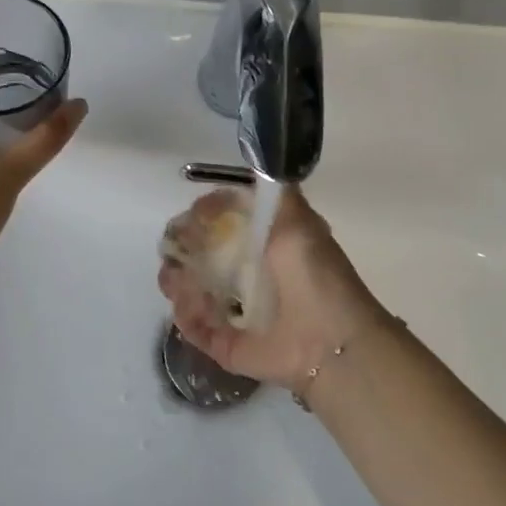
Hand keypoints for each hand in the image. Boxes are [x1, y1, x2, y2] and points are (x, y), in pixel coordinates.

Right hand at [157, 184, 389, 391]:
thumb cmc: (315, 278)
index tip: (196, 214)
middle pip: (193, 254)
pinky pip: (191, 325)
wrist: (331, 342)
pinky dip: (185, 313)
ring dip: (175, 279)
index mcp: (261, 247)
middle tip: (174, 247)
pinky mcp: (222, 342)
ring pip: (185, 287)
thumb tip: (257, 162)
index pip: (217, 224)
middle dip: (178, 247)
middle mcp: (242, 276)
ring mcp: (229, 310)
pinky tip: (190, 303)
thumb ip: (277, 194)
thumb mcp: (300, 222)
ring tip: (178, 278)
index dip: (201, 215)